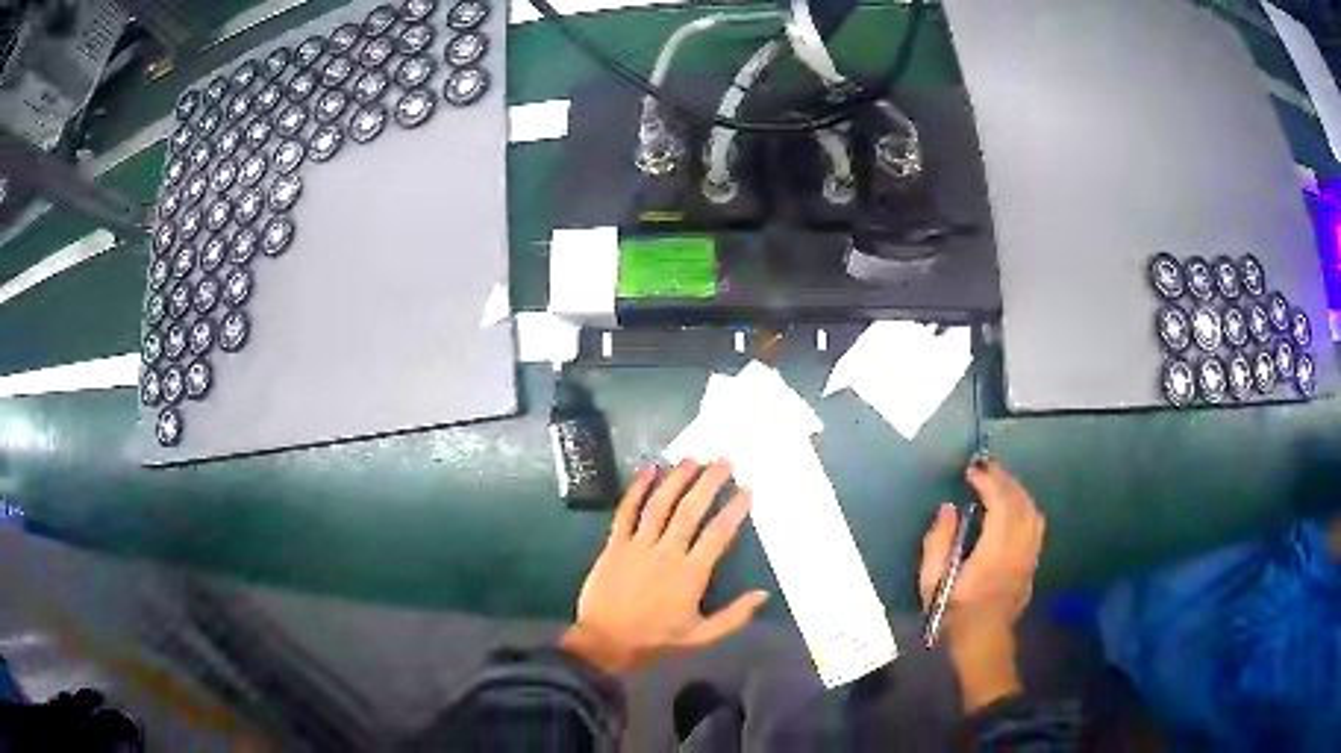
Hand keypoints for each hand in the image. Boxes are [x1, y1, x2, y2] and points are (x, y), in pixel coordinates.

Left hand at [559, 459, 768, 676]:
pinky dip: (636, 489)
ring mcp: (637, 545)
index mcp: (690, 574)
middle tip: (724, 460)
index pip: (718, 534)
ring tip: (691, 459)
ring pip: (660, 504)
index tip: (747, 490)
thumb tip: (764, 594)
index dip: (734, 510)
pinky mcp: (614, 545)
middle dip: (709, 482)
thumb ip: (734, 616)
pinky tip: (648, 469)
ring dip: (676, 479)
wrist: (605, 642)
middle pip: (690, 510)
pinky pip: (626, 511)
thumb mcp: (701, 637)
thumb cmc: (655, 640)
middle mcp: (666, 553)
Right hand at [918, 458, 1045, 711]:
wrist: (982, 641)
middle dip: (1004, 479)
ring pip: (1032, 511)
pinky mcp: (1033, 562)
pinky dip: (1025, 506)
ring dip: (1017, 490)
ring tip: (999, 481)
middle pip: (1020, 503)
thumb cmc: (952, 613)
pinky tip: (1013, 505)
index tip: (972, 471)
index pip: (1000, 506)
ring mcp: (1029, 556)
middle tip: (985, 467)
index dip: (988, 483)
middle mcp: (1017, 551)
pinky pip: (1036, 524)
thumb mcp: (931, 583)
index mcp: (993, 556)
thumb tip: (948, 509)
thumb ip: (938, 543)